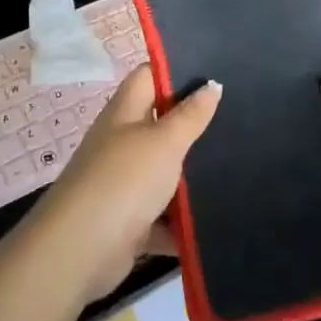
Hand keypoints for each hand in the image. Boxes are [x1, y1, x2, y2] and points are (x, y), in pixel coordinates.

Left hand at [29, 67, 220, 301]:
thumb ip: (190, 116)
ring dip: (192, 177)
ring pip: (164, 173)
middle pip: (160, 125)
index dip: (176, 70)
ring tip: (240, 168)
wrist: (80, 251)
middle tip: (238, 121)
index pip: (149, 77)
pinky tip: (218, 219)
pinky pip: (163, 217)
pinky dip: (183, 222)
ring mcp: (123, 184)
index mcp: (124, 113)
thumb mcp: (164, 142)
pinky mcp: (129, 222)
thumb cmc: (124, 181)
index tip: (215, 71)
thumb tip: (212, 84)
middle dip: (194, 126)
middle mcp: (121, 143)